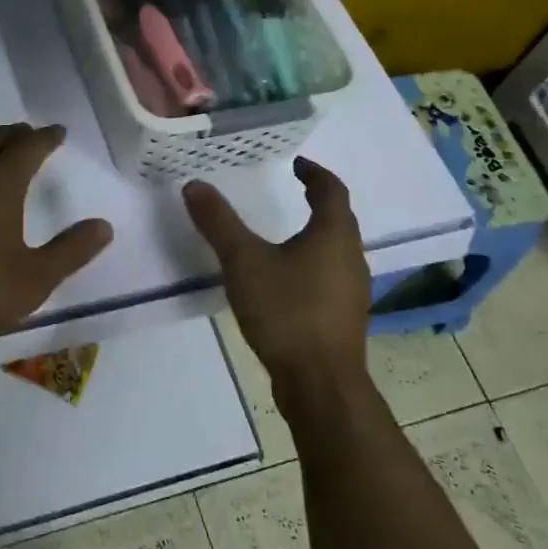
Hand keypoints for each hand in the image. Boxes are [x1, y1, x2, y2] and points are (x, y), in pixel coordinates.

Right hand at [183, 157, 371, 401]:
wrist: (320, 384)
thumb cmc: (287, 312)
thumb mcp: (244, 262)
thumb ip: (219, 223)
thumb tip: (195, 185)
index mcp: (334, 235)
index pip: (331, 190)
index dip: (314, 173)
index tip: (296, 164)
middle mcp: (351, 257)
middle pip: (339, 219)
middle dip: (317, 202)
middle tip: (289, 191)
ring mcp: (352, 291)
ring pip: (336, 250)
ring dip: (315, 235)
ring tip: (283, 234)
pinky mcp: (344, 318)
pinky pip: (330, 277)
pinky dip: (312, 265)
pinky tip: (286, 281)